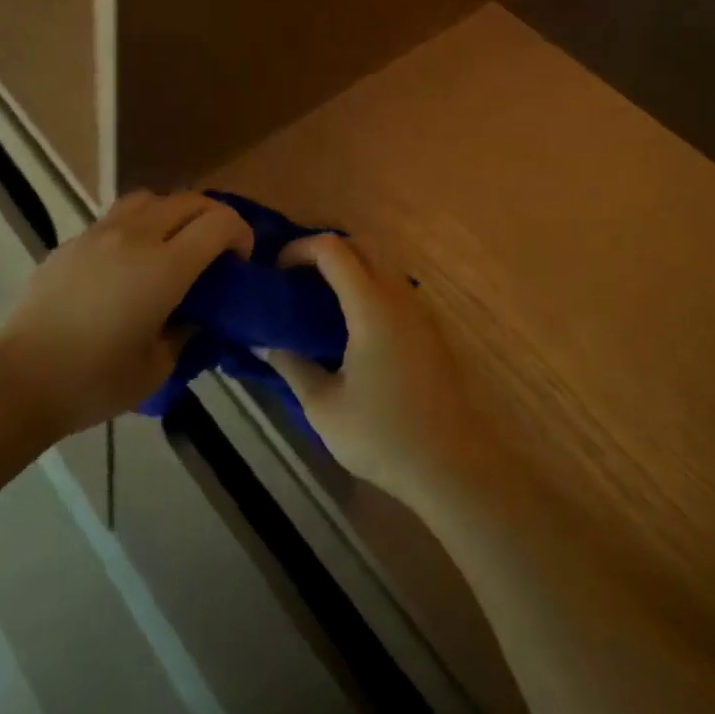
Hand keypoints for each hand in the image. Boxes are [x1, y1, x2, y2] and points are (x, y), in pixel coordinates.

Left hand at [0, 191, 253, 438]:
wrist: (22, 378)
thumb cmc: (96, 380)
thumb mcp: (159, 366)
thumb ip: (186, 330)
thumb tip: (195, 312)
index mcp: (165, 267)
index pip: (219, 223)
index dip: (240, 233)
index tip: (240, 259)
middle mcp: (136, 237)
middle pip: (189, 200)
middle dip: (214, 217)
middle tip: (217, 250)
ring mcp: (100, 232)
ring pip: (152, 198)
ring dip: (175, 212)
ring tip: (174, 244)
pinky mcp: (74, 240)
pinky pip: (119, 215)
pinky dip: (141, 223)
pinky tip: (131, 259)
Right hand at [268, 234, 490, 507]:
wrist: (451, 468)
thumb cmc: (382, 436)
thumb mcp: (323, 406)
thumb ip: (291, 365)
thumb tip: (263, 342)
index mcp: (371, 307)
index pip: (332, 249)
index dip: (299, 248)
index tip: (276, 271)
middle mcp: (399, 297)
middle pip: (360, 245)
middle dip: (323, 251)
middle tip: (295, 278)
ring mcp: (420, 311)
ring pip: (382, 263)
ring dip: (348, 266)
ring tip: (319, 296)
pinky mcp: (430, 329)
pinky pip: (394, 286)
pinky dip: (367, 285)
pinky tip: (351, 322)